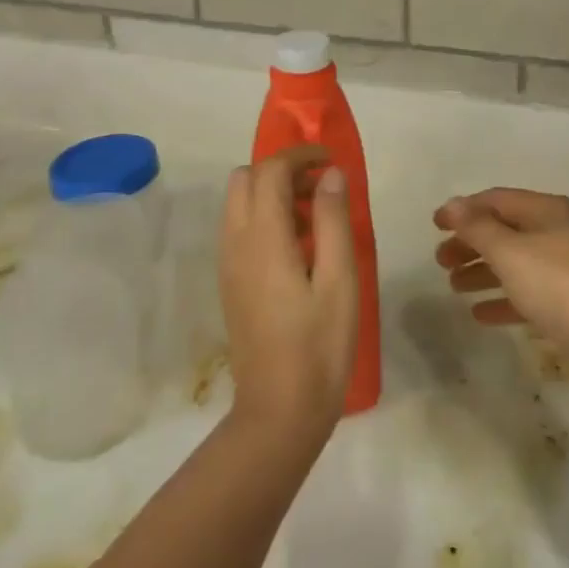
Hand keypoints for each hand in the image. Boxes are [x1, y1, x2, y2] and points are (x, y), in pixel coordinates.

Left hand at [220, 146, 359, 438]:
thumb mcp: (340, 280)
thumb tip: (331, 174)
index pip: (270, 170)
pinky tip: (297, 247)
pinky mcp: (230, 282)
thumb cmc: (319, 345)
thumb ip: (333, 220)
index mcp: (263, 238)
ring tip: (314, 218)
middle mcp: (236, 243)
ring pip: (238, 202)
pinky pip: (239, 227)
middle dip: (281, 169)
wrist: (279, 412)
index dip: (300, 155)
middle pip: (245, 178)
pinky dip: (264, 216)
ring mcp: (228, 264)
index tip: (330, 161)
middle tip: (321, 188)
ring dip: (271, 192)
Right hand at [435, 188, 568, 400]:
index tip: (434, 226)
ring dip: (483, 272)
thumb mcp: (511, 252)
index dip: (464, 210)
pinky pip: (529, 296)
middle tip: (440, 261)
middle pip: (506, 231)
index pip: (497, 200)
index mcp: (547, 211)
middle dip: (471, 243)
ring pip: (516, 265)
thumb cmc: (561, 286)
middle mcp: (558, 235)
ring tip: (453, 286)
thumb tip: (452, 204)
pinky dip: (504, 301)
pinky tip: (480, 315)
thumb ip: (478, 228)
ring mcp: (567, 272)